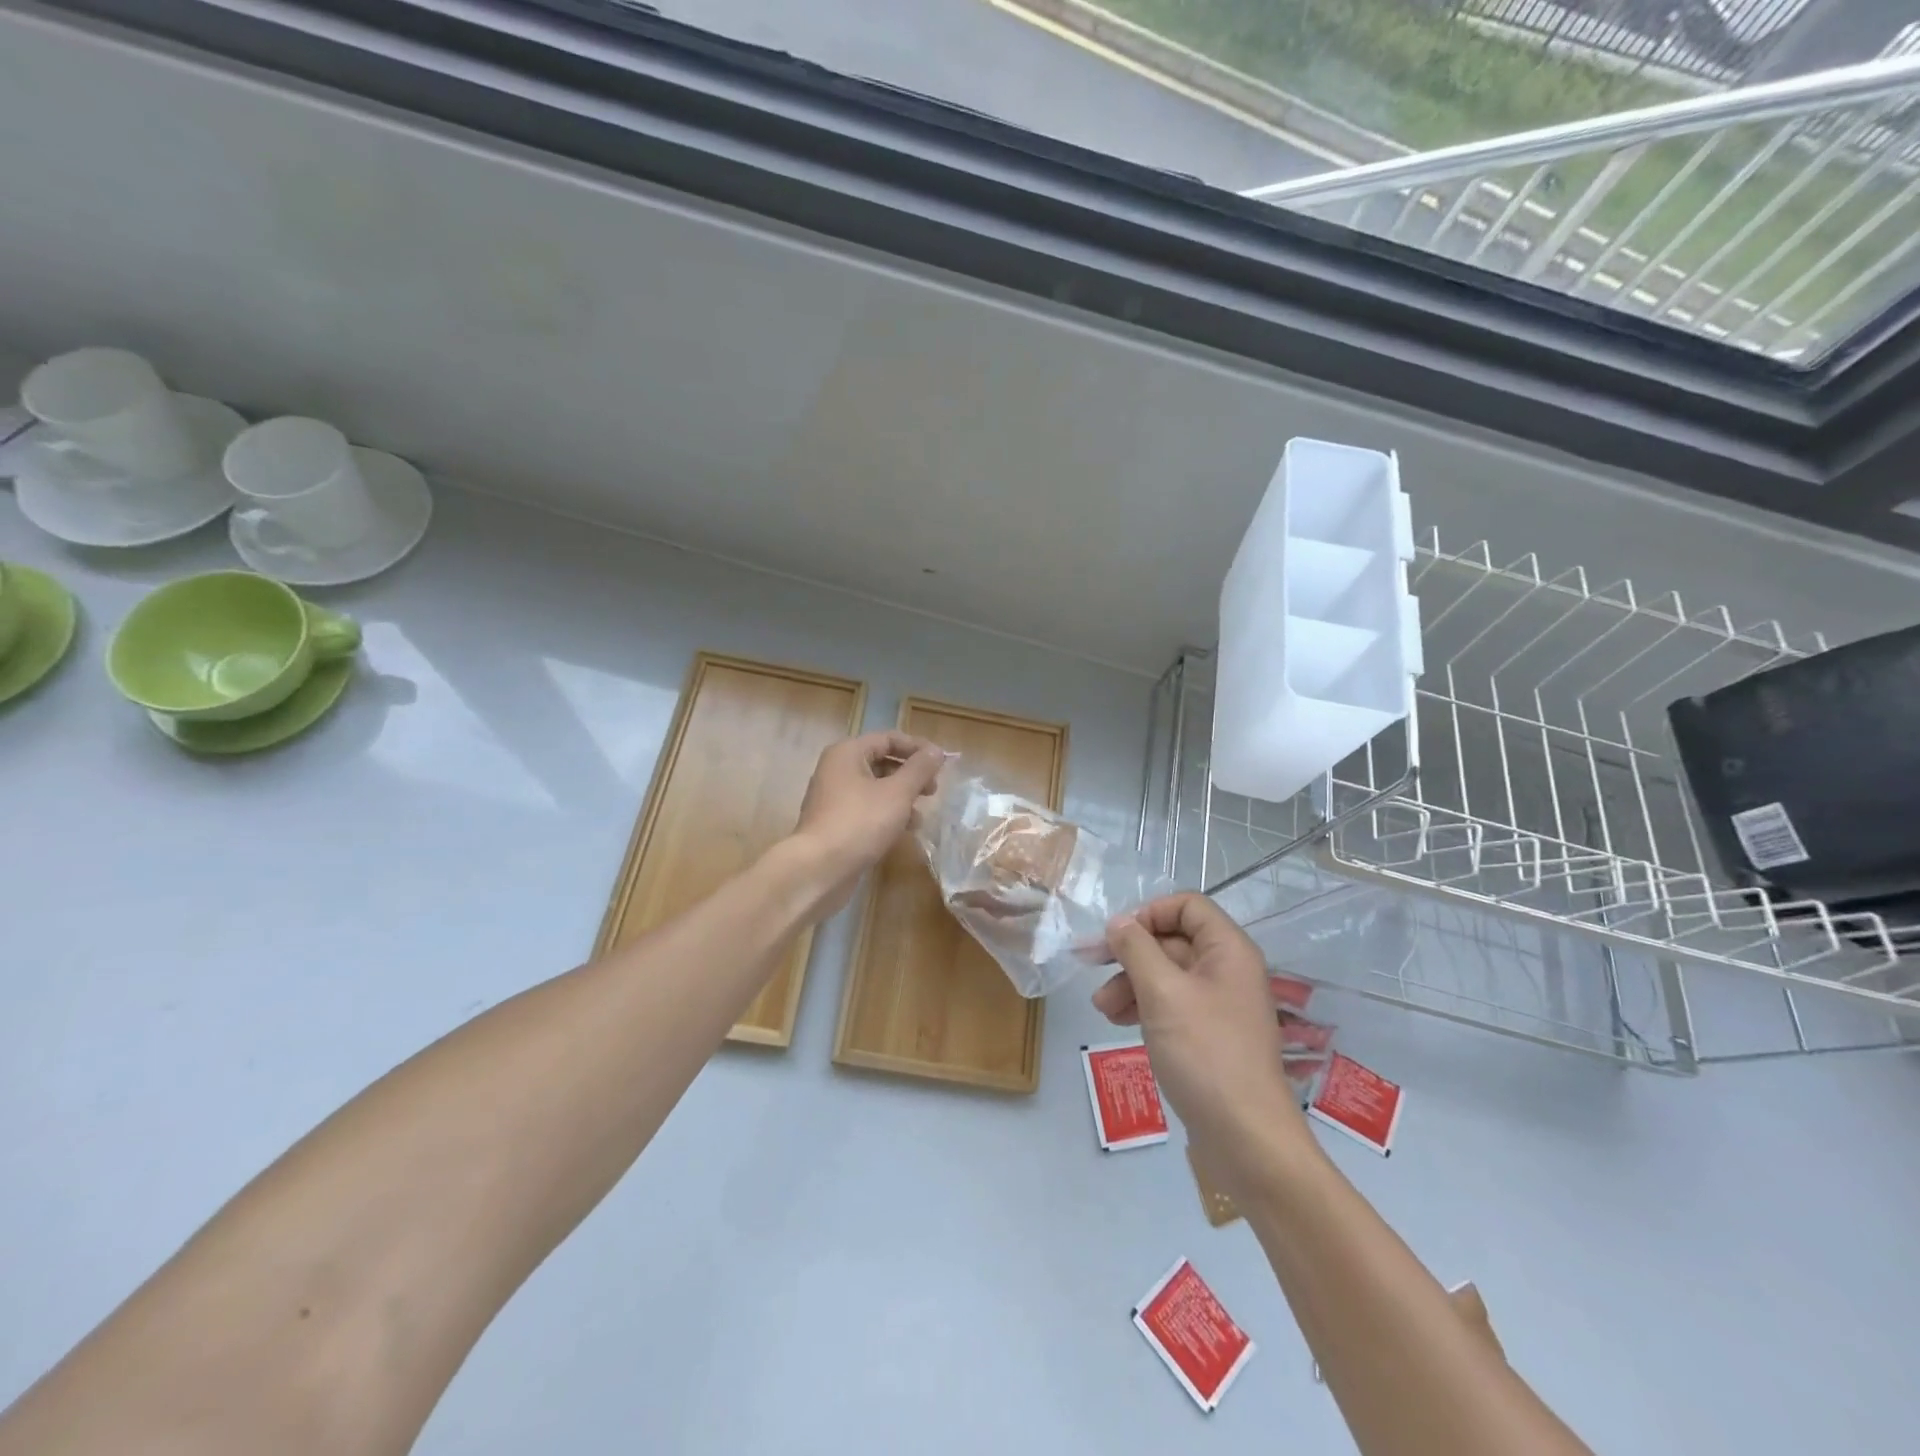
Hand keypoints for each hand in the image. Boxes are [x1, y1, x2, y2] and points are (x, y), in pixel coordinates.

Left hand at [789, 731, 945, 915]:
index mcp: (848, 753)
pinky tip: (904, 831)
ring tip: (921, 816)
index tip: (943, 763)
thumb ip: (919, 769)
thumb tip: (937, 751)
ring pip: (876, 788)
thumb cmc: (860, 822)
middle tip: (933, 790)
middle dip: (911, 775)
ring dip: (902, 798)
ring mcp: (834, 798)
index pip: (889, 738)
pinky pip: (868, 810)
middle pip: (882, 762)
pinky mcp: (836, 823)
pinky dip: (888, 815)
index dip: (918, 748)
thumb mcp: (897, 793)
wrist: (819, 869)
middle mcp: (837, 770)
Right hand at [1094, 894, 1307, 1188]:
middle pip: (1173, 940)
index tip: (1116, 937)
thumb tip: (1119, 922)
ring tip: (1102, 1008)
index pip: (1187, 906)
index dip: (1149, 913)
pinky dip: (1144, 1006)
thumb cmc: (1205, 1054)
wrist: (1246, 1139)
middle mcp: (1228, 970)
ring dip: (1131, 982)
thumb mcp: (1162, 993)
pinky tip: (1120, 1023)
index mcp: (1228, 950)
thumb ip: (1136, 949)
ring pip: (1167, 974)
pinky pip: (1172, 1004)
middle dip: (1131, 953)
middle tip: (1090, 967)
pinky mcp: (1210, 1036)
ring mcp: (1220, 1005)